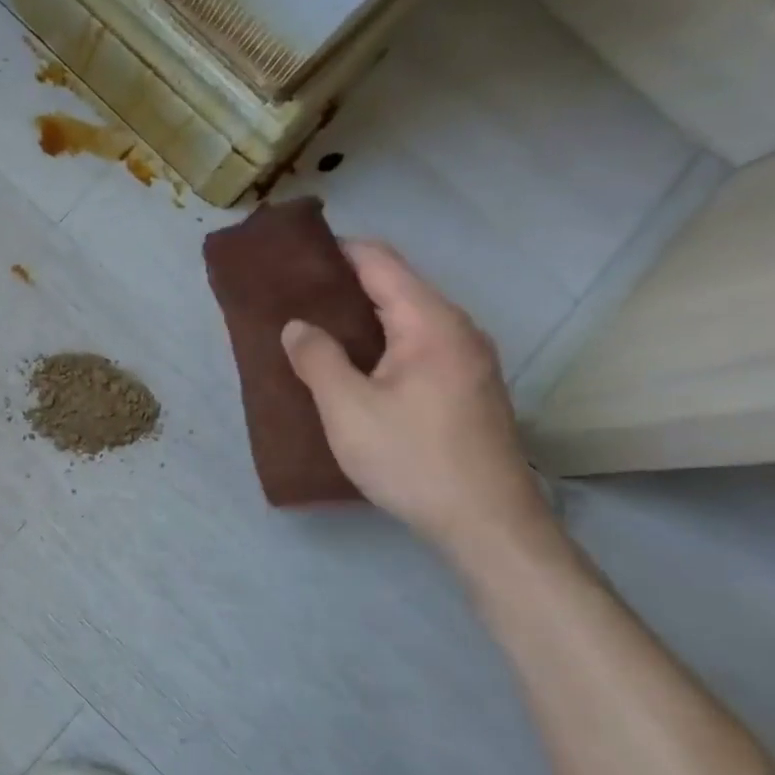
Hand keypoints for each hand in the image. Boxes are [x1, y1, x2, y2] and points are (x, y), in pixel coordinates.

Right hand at [281, 241, 550, 553]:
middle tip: (289, 295)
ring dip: (357, 318)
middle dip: (341, 285)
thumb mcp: (348, 409)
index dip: (336, 251)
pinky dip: (376, 343)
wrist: (486, 523)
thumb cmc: (412, 458)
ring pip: (403, 319)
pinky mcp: (464, 388)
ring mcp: (466, 360)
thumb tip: (297, 325)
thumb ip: (317, 358)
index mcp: (430, 324)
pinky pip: (413, 346)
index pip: (380, 262)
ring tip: (308, 327)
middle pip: (394, 286)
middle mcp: (456, 330)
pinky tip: (346, 364)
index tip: (292, 254)